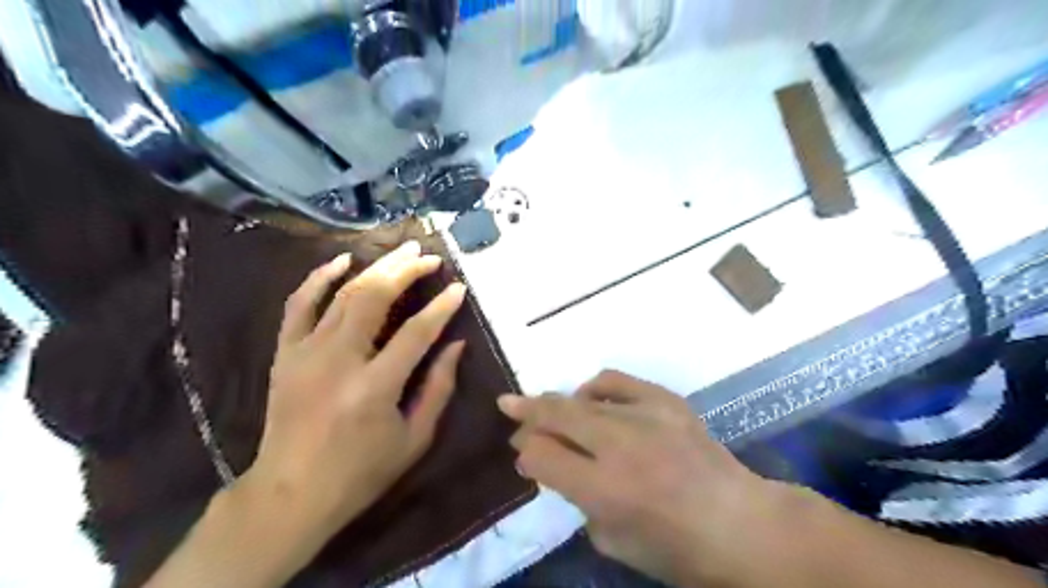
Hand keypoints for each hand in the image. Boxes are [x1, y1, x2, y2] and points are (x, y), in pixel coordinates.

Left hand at [243, 240, 462, 540]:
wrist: (290, 493)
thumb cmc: (361, 471)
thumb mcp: (414, 439)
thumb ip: (439, 388)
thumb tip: (457, 345)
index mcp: (374, 387)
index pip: (417, 332)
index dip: (442, 307)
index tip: (459, 288)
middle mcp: (338, 360)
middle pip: (375, 298)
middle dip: (407, 271)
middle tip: (430, 257)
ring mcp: (306, 353)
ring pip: (344, 294)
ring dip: (376, 267)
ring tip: (402, 250)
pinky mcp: (285, 353)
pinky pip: (299, 304)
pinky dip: (318, 278)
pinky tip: (342, 261)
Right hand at [499, 369, 775, 584]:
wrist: (741, 524)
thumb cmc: (675, 548)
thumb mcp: (612, 540)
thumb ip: (575, 498)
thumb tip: (549, 463)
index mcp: (605, 489)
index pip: (543, 456)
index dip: (527, 453)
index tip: (524, 454)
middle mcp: (620, 446)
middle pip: (556, 415)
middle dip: (526, 410)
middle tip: (507, 405)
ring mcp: (645, 416)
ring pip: (582, 397)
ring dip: (557, 401)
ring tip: (547, 406)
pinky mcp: (666, 400)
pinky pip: (617, 380)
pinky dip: (596, 387)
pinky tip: (591, 396)